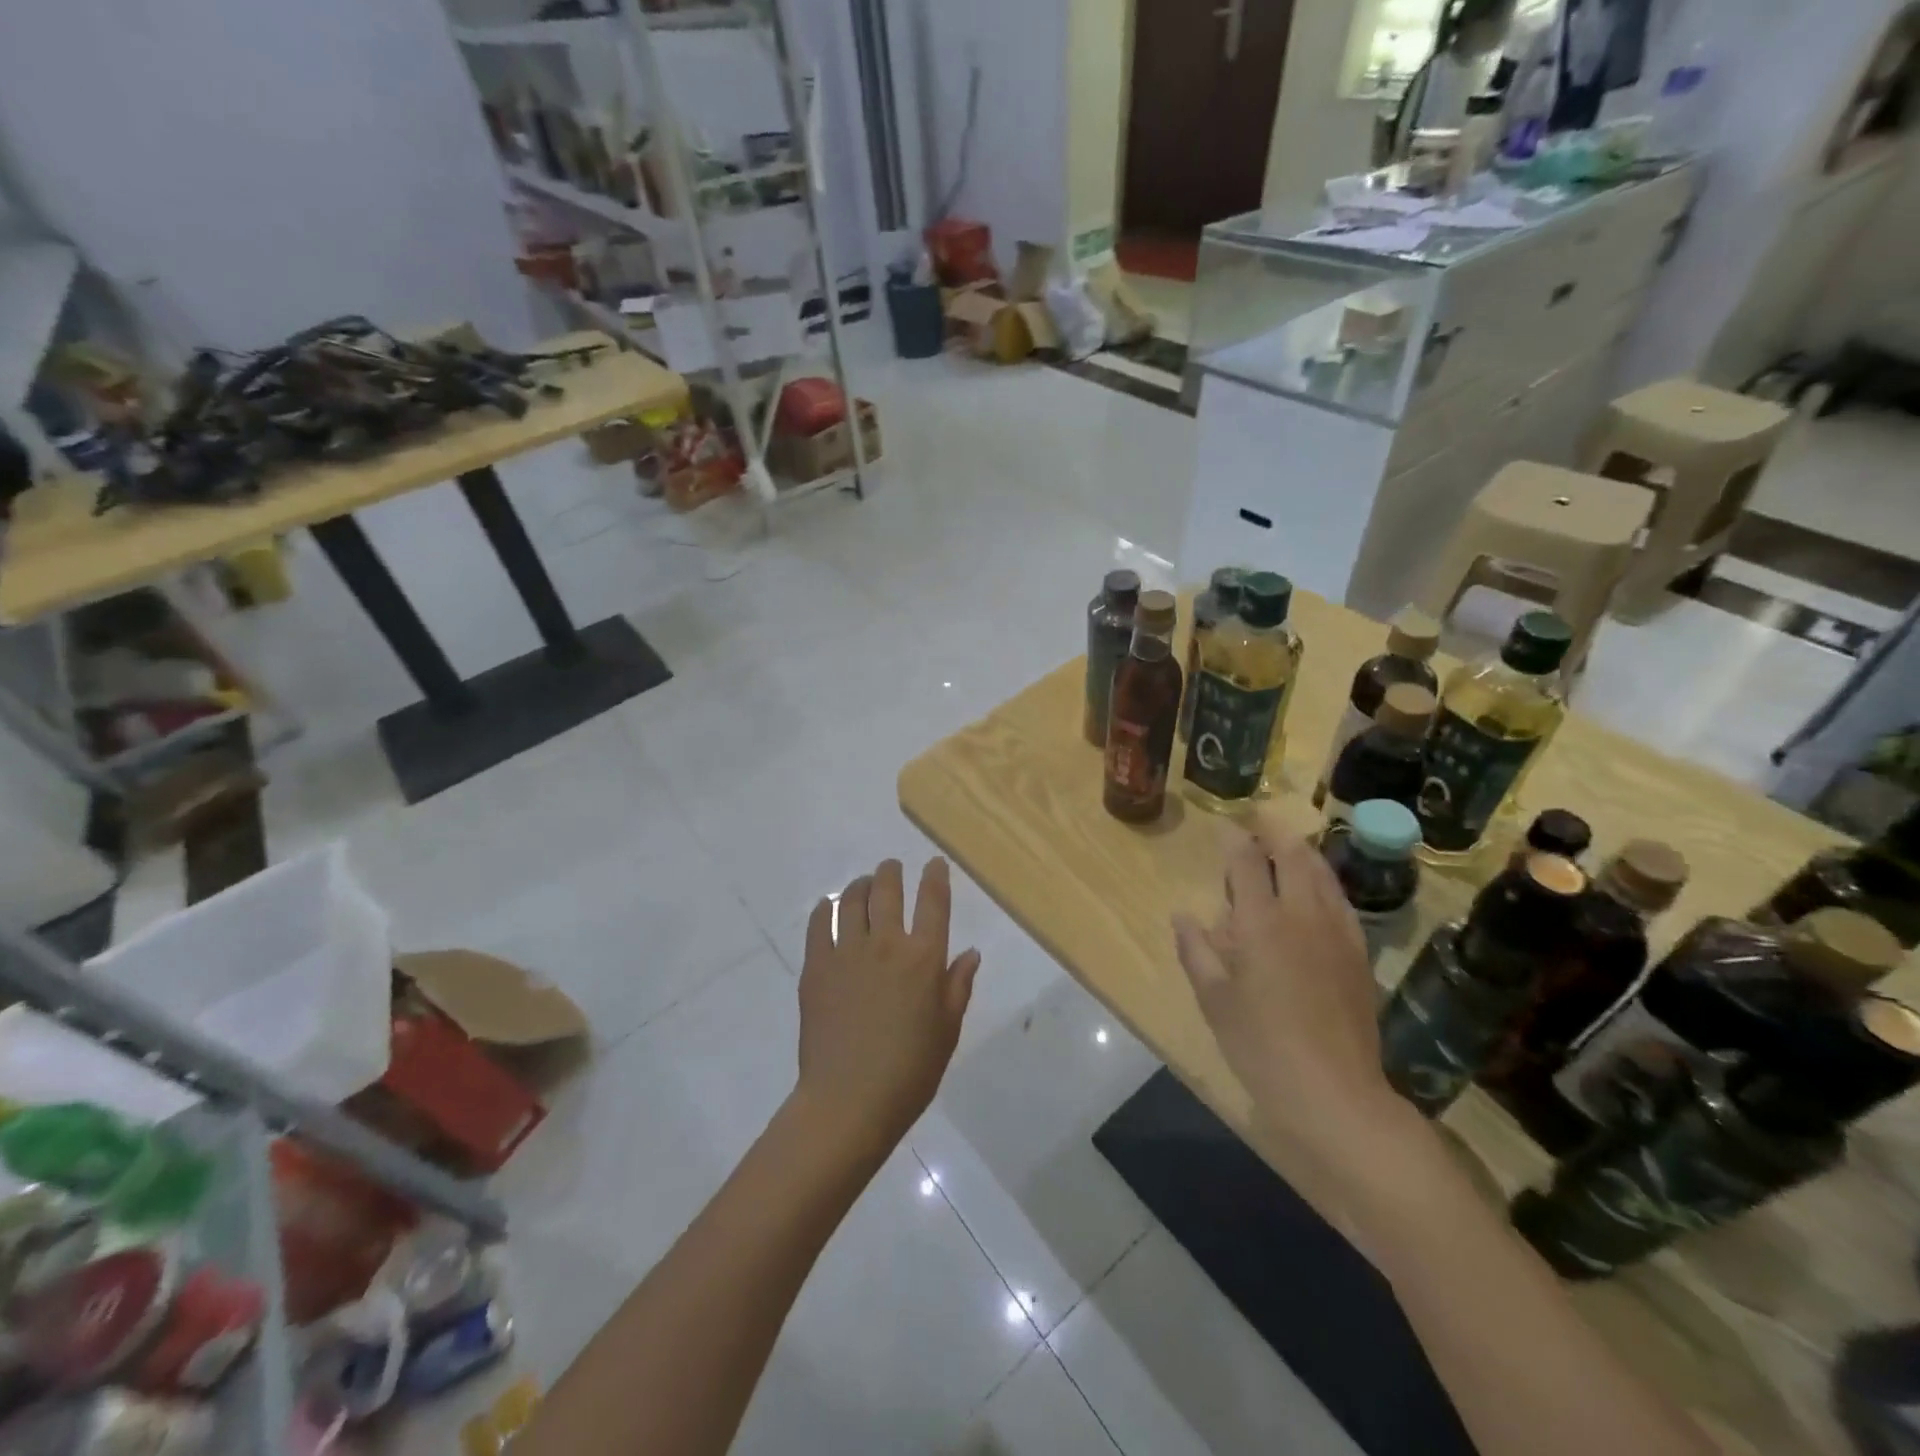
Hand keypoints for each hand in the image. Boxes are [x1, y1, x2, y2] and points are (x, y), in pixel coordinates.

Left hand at [794, 857, 981, 1153]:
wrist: (849, 1101)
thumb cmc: (909, 1072)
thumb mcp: (947, 1031)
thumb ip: (958, 986)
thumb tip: (970, 952)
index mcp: (924, 959)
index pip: (933, 903)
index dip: (935, 877)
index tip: (934, 864)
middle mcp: (886, 944)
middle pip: (888, 890)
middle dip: (892, 871)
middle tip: (892, 867)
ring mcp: (847, 952)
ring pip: (853, 899)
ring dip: (861, 884)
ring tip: (864, 883)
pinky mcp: (816, 966)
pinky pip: (819, 923)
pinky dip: (826, 908)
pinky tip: (830, 907)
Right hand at [1172, 815, 1403, 1184]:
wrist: (1334, 1094)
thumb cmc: (1260, 1046)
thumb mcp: (1213, 999)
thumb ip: (1196, 950)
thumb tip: (1183, 915)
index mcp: (1261, 923)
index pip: (1248, 862)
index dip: (1235, 839)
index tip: (1226, 827)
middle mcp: (1303, 915)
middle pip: (1294, 855)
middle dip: (1276, 831)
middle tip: (1260, 819)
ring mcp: (1338, 933)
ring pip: (1324, 873)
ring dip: (1304, 852)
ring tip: (1288, 845)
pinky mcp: (1359, 954)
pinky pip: (1341, 901)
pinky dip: (1324, 882)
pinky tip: (1317, 892)